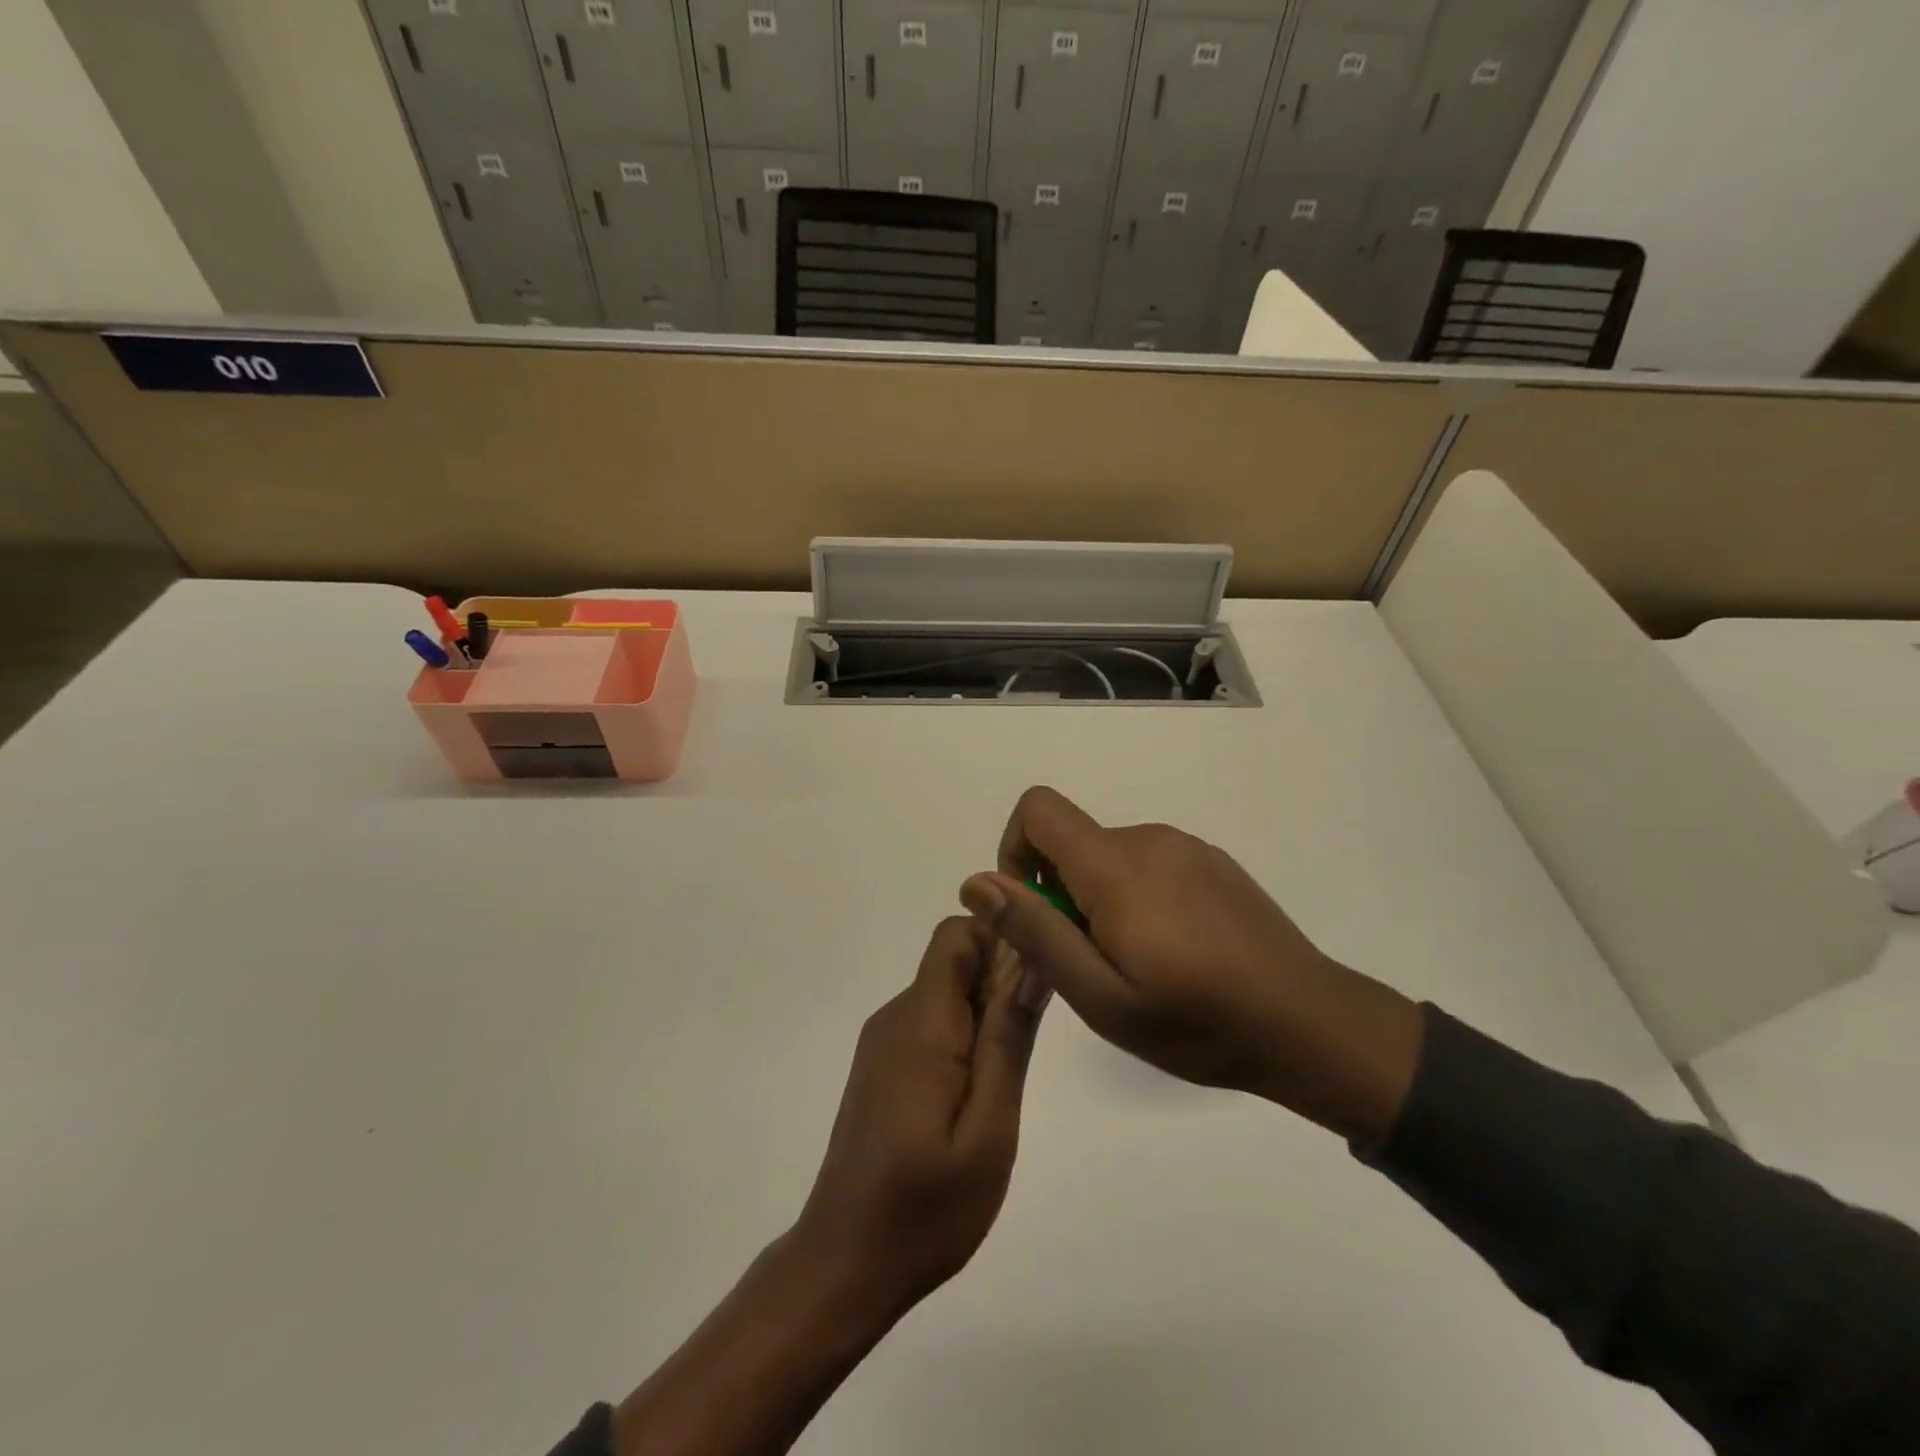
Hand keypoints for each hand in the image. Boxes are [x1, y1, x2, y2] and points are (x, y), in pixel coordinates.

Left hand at [609, 919, 1043, 1455]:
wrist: (845, 1263)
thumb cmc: (926, 1207)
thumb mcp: (989, 1129)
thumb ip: (1009, 1038)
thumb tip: (1032, 960)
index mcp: (921, 1022)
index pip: (957, 935)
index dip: (1000, 941)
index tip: (1034, 985)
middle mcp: (896, 1016)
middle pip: (954, 960)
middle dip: (999, 984)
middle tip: (1023, 1051)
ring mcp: (884, 1041)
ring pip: (946, 993)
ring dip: (984, 1016)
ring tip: (1002, 1085)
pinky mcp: (882, 1065)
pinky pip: (931, 1023)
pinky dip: (963, 1039)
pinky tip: (974, 1098)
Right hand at [958, 787, 1421, 1144]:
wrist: (1310, 1025)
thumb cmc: (1198, 1022)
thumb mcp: (1101, 997)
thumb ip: (1036, 933)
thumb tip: (978, 882)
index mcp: (1116, 866)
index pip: (1038, 808)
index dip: (1015, 851)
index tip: (1034, 910)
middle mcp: (1149, 838)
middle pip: (1073, 840)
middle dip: (1061, 892)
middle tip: (1092, 964)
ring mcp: (1186, 847)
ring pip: (1110, 856)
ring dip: (1100, 900)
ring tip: (1137, 965)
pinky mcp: (1212, 861)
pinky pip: (1149, 864)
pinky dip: (1136, 897)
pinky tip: (1174, 953)